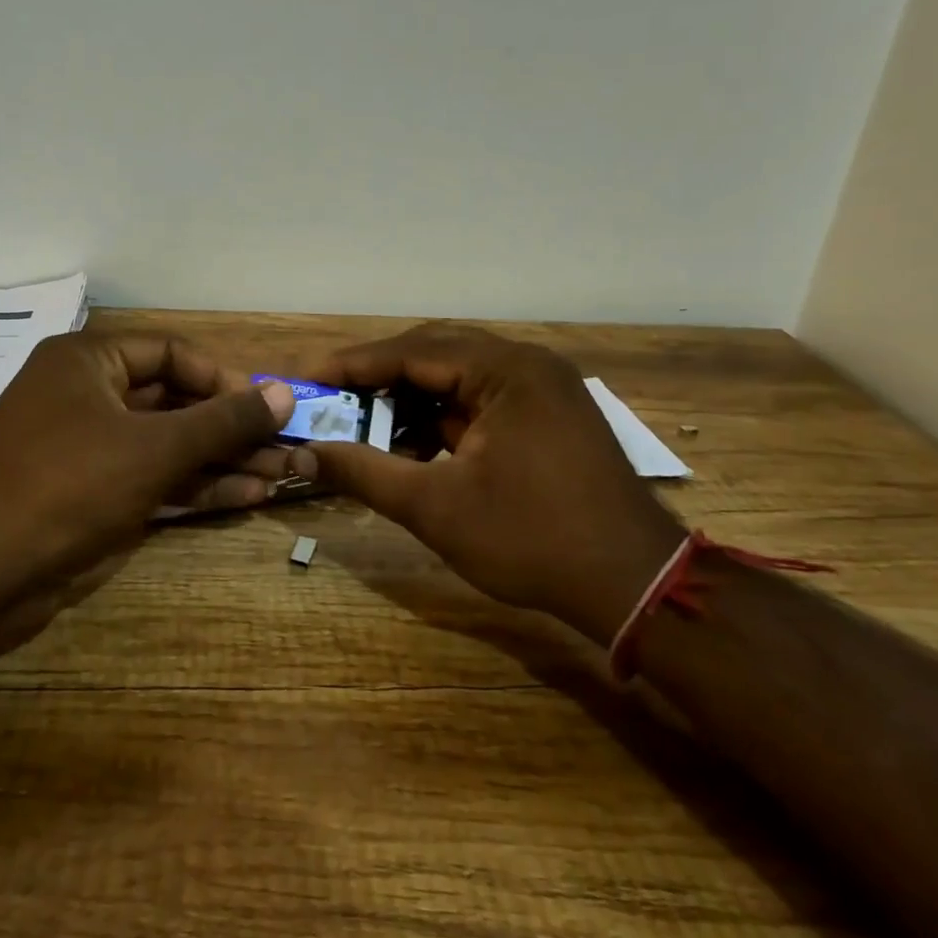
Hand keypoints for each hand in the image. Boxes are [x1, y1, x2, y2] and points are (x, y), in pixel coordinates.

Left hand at [0, 333, 295, 590]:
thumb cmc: (69, 486)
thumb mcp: (155, 448)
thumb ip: (222, 420)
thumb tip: (283, 392)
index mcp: (88, 361)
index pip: (170, 354)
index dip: (222, 380)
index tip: (266, 408)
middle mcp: (87, 395)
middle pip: (174, 401)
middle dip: (230, 427)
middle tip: (284, 446)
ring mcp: (89, 447)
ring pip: (168, 444)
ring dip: (221, 460)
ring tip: (280, 475)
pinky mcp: (92, 492)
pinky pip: (153, 477)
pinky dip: (195, 486)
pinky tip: (246, 496)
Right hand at [297, 324, 683, 644]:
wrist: (635, 586)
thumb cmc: (532, 540)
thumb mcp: (435, 507)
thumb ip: (363, 472)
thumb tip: (303, 453)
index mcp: (506, 371)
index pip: (411, 351)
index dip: (354, 365)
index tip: (309, 378)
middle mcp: (526, 365)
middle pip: (434, 355)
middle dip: (380, 380)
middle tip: (333, 401)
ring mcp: (543, 389)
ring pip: (457, 379)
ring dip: (410, 403)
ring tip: (369, 433)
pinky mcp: (548, 415)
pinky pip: (481, 401)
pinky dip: (443, 420)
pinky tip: (415, 451)